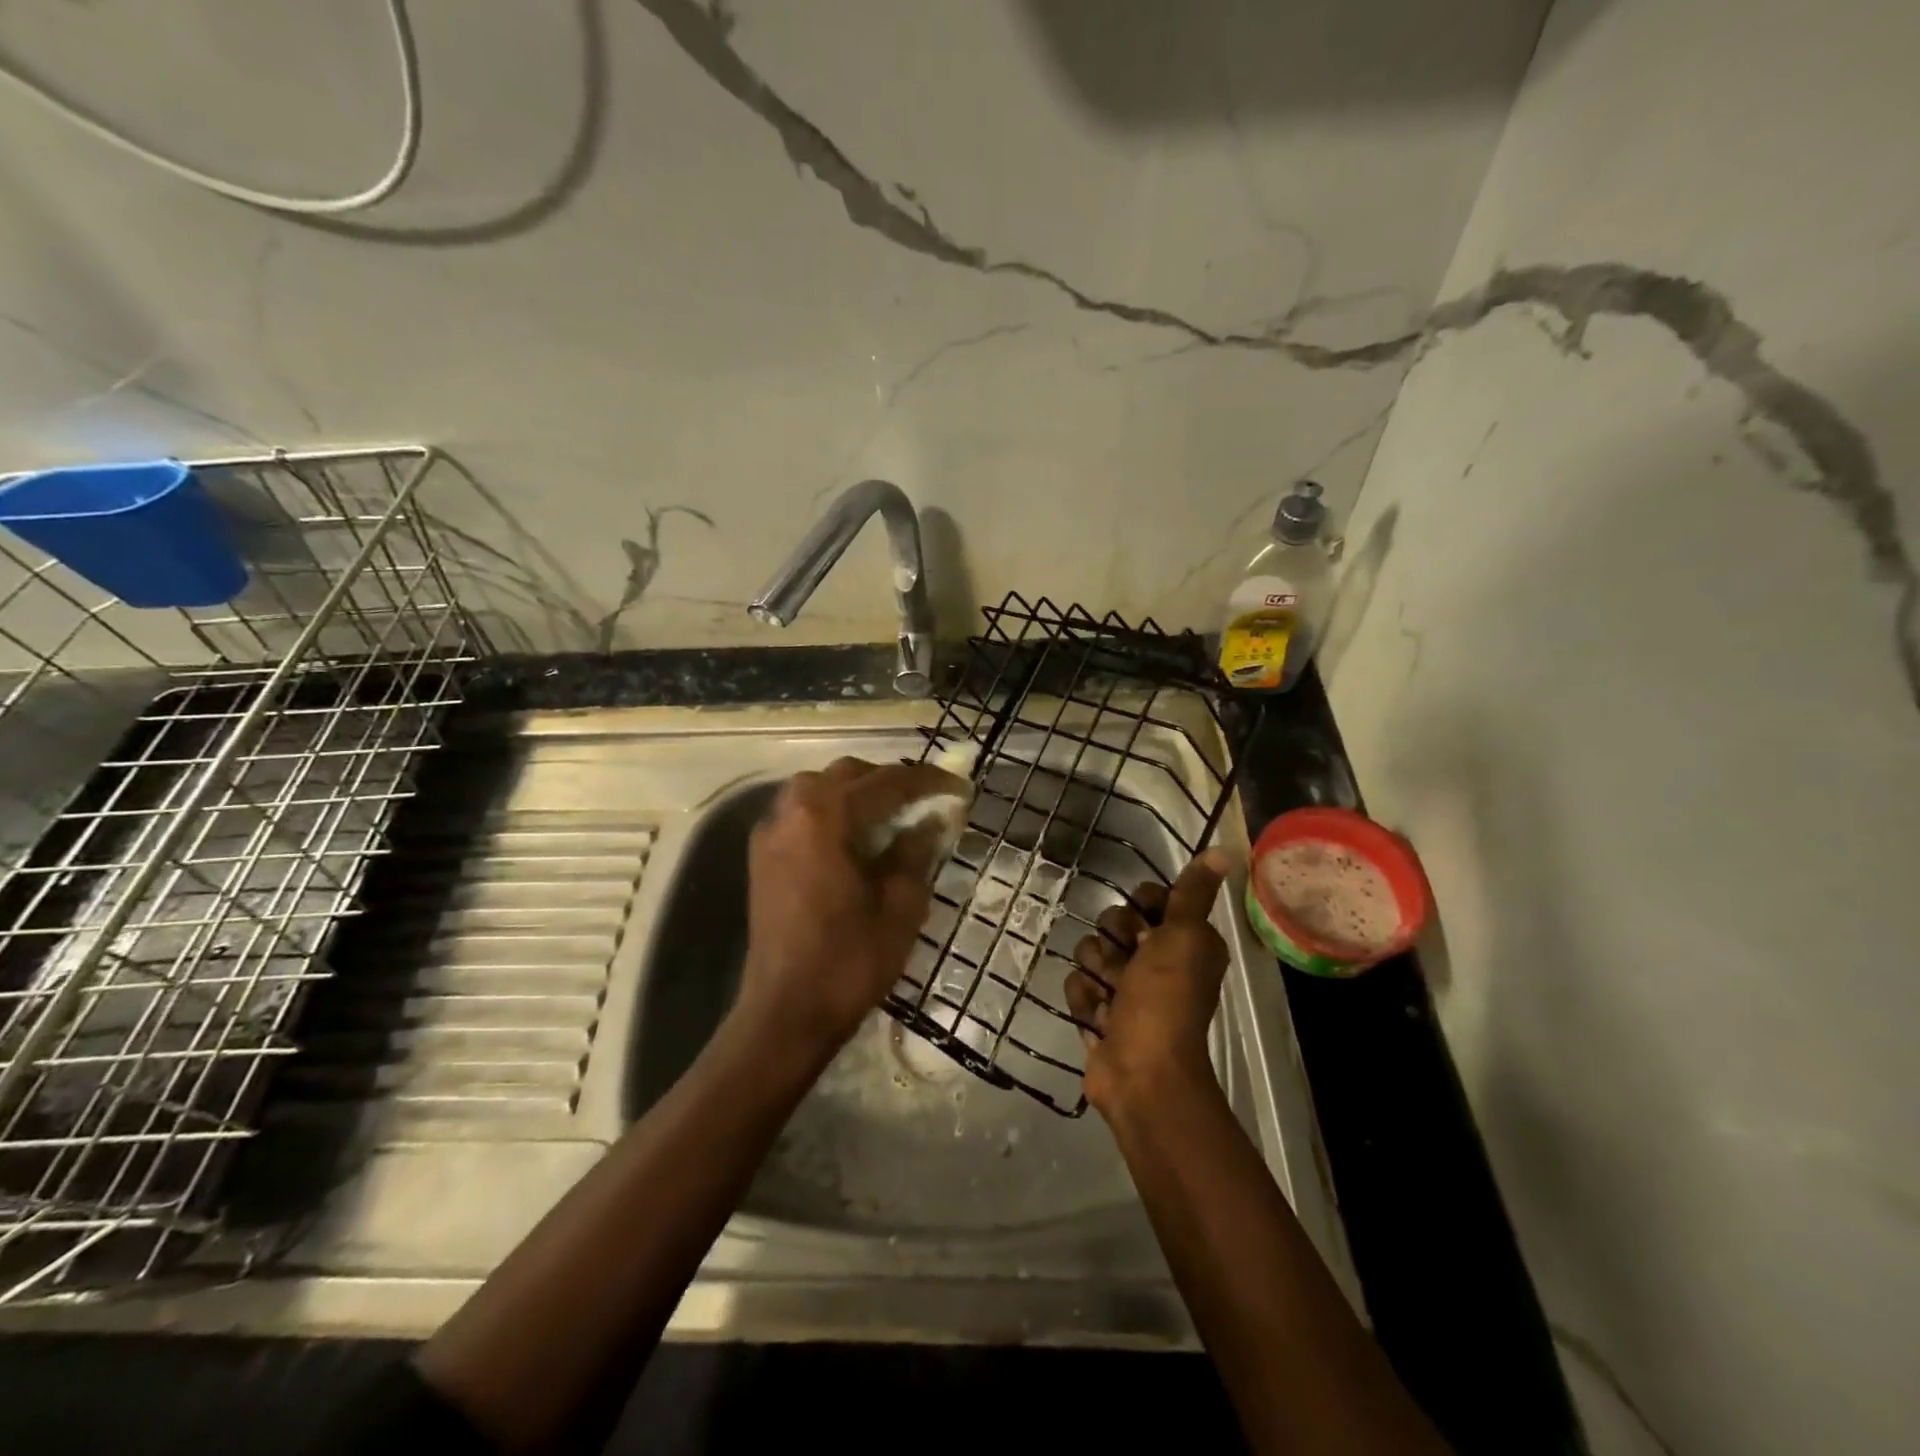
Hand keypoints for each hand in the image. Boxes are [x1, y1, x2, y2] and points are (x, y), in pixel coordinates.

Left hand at [737, 757, 962, 1058]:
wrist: (786, 1013)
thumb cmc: (849, 960)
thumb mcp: (900, 905)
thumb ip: (916, 852)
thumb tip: (932, 821)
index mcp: (824, 818)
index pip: (885, 783)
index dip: (927, 782)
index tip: (959, 788)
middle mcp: (790, 812)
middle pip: (846, 775)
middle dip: (890, 780)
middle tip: (926, 800)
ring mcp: (770, 833)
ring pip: (819, 788)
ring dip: (858, 792)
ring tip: (894, 815)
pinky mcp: (762, 856)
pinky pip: (801, 812)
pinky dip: (832, 811)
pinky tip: (856, 836)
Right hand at [1067, 850, 1230, 1114]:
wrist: (1142, 1074)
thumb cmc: (1165, 1000)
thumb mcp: (1183, 937)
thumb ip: (1194, 893)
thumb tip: (1225, 851)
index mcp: (1183, 942)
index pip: (1149, 899)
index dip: (1141, 905)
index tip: (1145, 920)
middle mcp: (1156, 962)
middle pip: (1114, 923)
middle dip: (1113, 941)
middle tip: (1127, 963)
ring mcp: (1125, 990)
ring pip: (1091, 953)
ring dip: (1097, 973)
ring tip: (1111, 997)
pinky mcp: (1100, 1013)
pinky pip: (1078, 986)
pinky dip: (1086, 1002)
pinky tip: (1100, 1019)